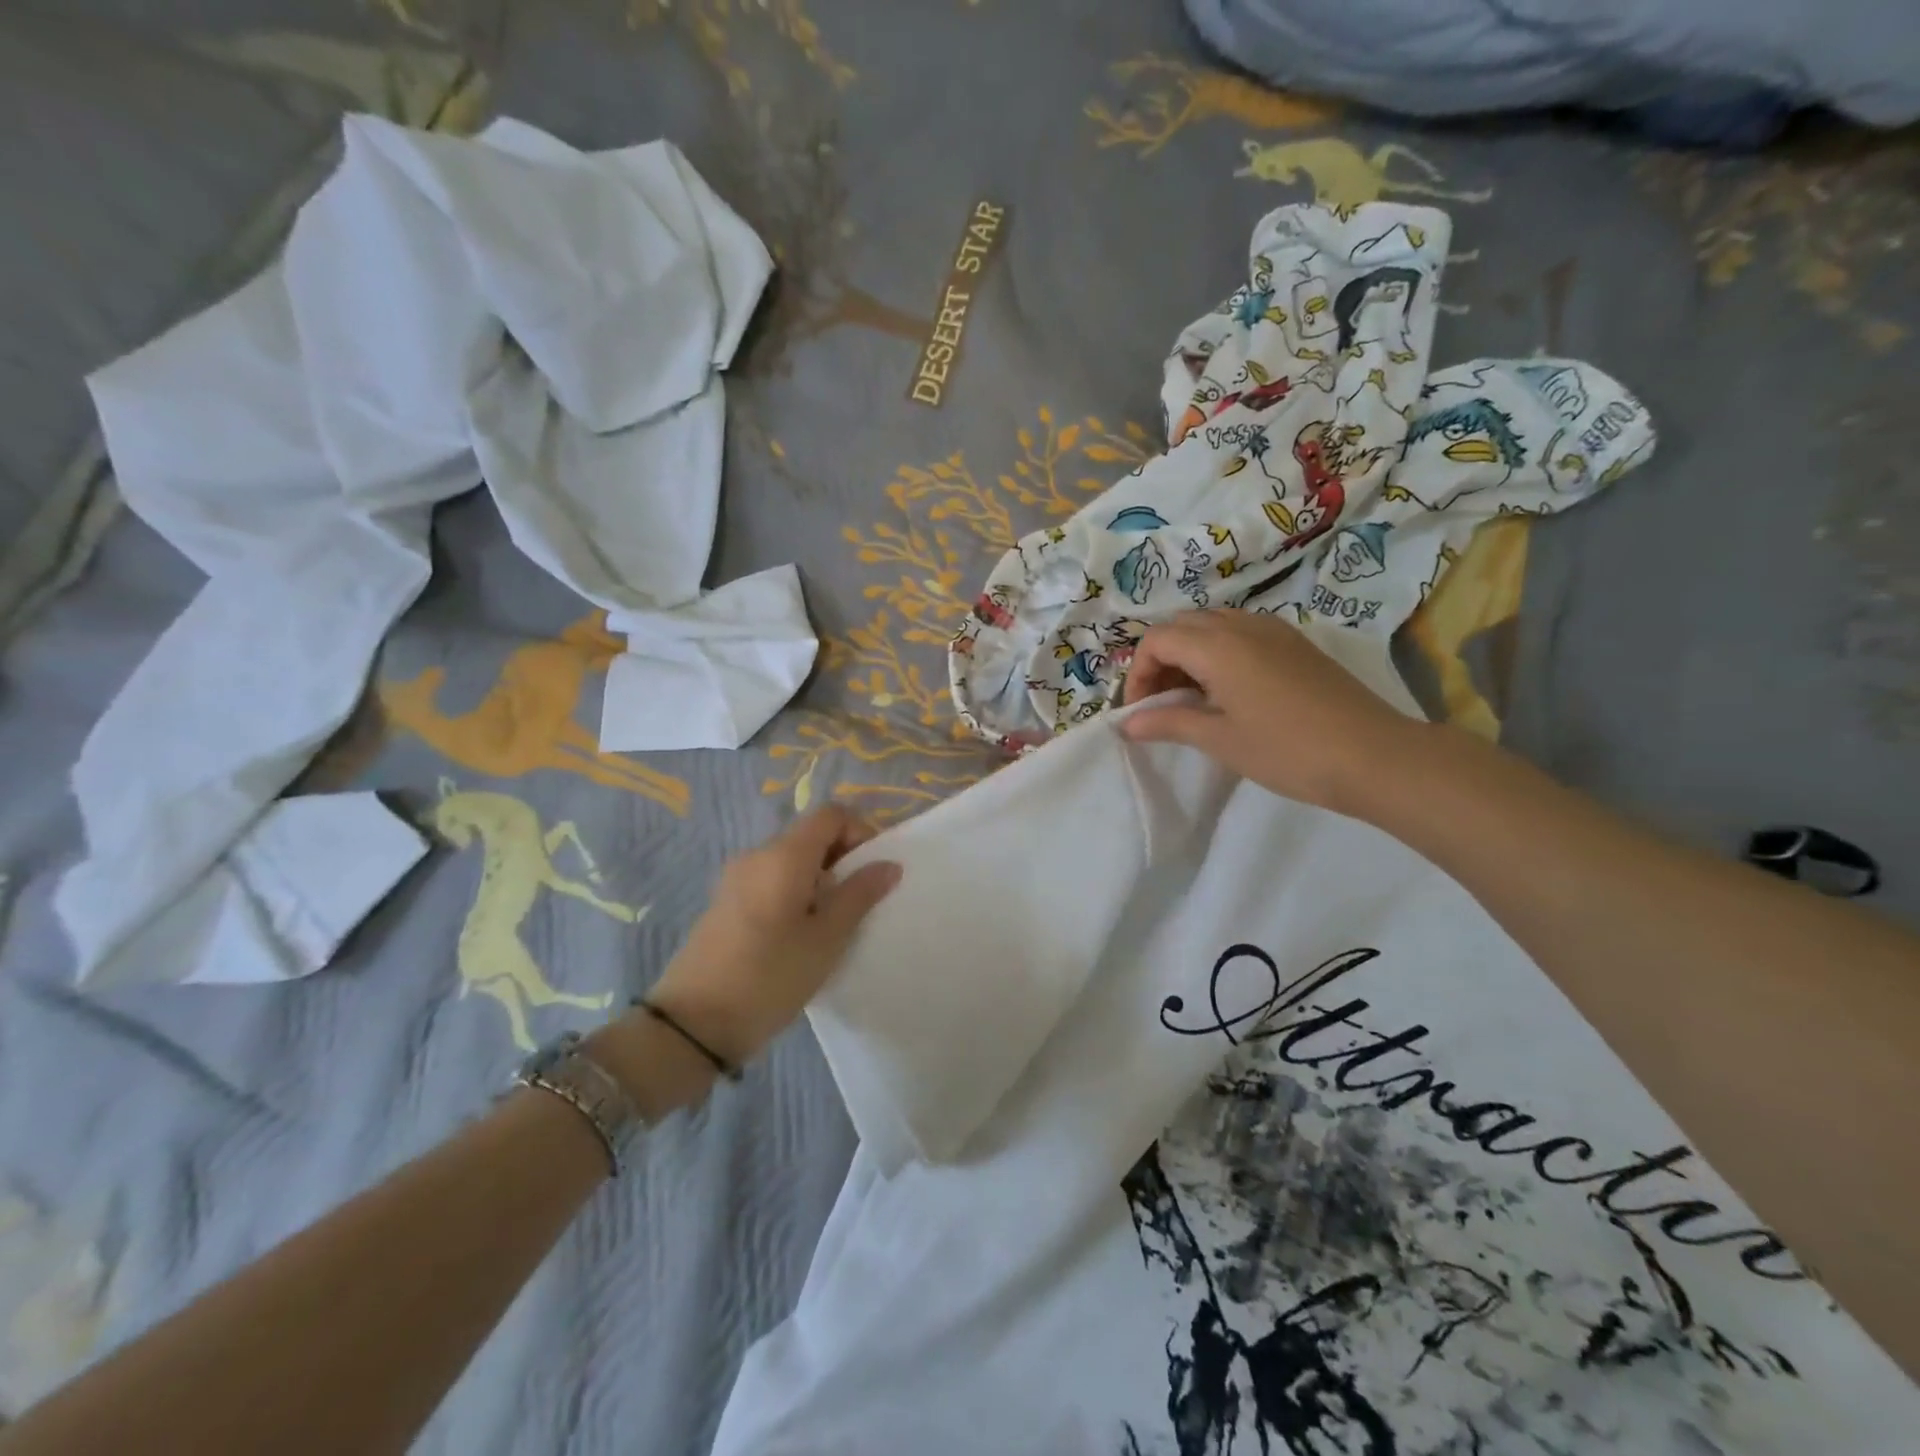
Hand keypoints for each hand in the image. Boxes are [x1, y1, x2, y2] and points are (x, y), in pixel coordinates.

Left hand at [645, 806, 901, 1066]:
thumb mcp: (827, 939)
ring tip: (833, 924)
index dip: (861, 831)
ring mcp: (736, 878)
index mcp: (784, 855)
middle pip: (811, 835)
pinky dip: (795, 893)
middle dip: (843, 859)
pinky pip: (771, 880)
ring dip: (820, 879)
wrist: (692, 1025)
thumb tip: (889, 863)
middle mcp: (757, 854)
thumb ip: (860, 895)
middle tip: (861, 903)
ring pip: (791, 860)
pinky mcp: (725, 902)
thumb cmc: (770, 976)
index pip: (831, 815)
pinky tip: (800, 936)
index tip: (874, 870)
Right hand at [1120, 609, 1419, 815]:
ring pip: (1213, 625)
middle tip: (1161, 703)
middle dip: (1160, 660)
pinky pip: (1242, 633)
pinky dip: (1220, 653)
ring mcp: (1274, 630)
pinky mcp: (1296, 644)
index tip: (1140, 711)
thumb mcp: (1220, 740)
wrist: (1374, 756)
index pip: (1157, 639)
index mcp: (1218, 646)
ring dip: (1190, 654)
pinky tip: (1229, 691)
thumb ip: (1169, 723)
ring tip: (1192, 699)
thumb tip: (1127, 724)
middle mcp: (1243, 625)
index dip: (1137, 673)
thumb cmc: (1287, 750)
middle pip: (1182, 625)